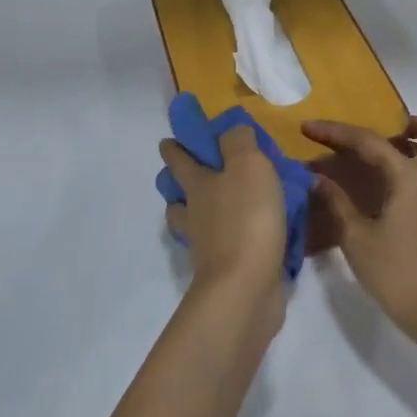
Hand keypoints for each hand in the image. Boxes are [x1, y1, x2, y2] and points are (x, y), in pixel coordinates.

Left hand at [160, 123, 287, 314]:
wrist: (245, 287)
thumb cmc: (246, 217)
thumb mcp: (248, 164)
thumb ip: (238, 141)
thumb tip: (231, 129)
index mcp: (197, 184)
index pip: (178, 159)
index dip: (173, 147)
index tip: (168, 140)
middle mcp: (195, 213)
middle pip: (178, 195)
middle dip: (178, 182)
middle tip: (190, 172)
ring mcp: (206, 245)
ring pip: (193, 223)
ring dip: (198, 213)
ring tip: (218, 205)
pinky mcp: (225, 269)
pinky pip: (221, 246)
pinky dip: (227, 238)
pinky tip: (248, 234)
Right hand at [302, 117, 416, 343]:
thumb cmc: (396, 272)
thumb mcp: (356, 237)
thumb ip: (337, 203)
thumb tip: (318, 179)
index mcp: (409, 178)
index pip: (370, 142)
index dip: (336, 132)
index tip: (309, 127)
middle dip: (414, 125)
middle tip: (383, 129)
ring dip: (413, 147)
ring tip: (376, 156)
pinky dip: (410, 171)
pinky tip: (381, 189)